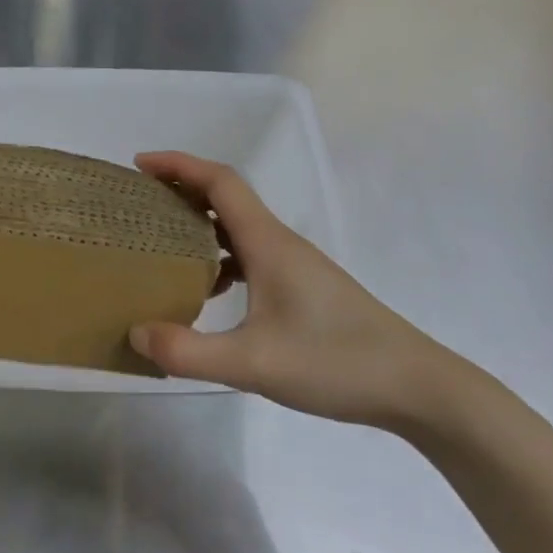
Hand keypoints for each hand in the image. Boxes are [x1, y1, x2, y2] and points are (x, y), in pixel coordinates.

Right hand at [128, 151, 465, 431]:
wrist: (416, 387)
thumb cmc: (336, 363)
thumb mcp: (253, 363)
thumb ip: (188, 352)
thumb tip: (136, 334)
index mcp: (269, 244)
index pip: (221, 182)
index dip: (178, 166)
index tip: (139, 165)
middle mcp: (281, 245)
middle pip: (226, 199)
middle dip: (180, 193)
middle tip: (139, 206)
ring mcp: (295, 267)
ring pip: (238, 230)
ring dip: (199, 228)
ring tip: (160, 248)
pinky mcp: (303, 289)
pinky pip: (250, 258)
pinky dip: (220, 261)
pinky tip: (206, 295)